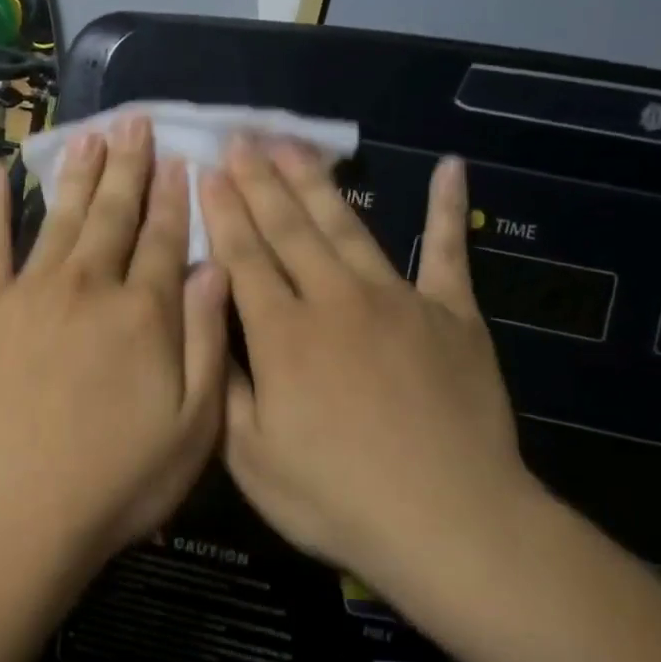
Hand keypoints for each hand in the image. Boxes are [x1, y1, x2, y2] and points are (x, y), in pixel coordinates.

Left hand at [0, 115, 229, 567]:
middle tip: (136, 122)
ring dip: (80, 174)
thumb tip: (213, 267)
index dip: (176, 196)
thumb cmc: (117, 481)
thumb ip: (205, 339)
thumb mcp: (194, 426)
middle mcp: (89, 287)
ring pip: (63, 218)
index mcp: (144, 312)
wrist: (17, 513)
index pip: (166, 238)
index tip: (182, 157)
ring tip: (92, 135)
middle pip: (115, 215)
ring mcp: (31, 294)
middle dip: (131, 166)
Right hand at [201, 145, 536, 580]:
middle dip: (260, 181)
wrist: (449, 521)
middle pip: (290, 228)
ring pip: (348, 227)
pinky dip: (450, 209)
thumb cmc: (336, 498)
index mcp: (283, 334)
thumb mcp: (251, 458)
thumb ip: (226, 385)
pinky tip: (450, 168)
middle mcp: (335, 300)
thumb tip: (208, 326)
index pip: (244, 257)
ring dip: (317, 183)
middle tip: (240, 140)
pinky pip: (450, 251)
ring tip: (293, 145)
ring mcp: (399, 300)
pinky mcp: (453, 315)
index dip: (223, 212)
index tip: (207, 171)